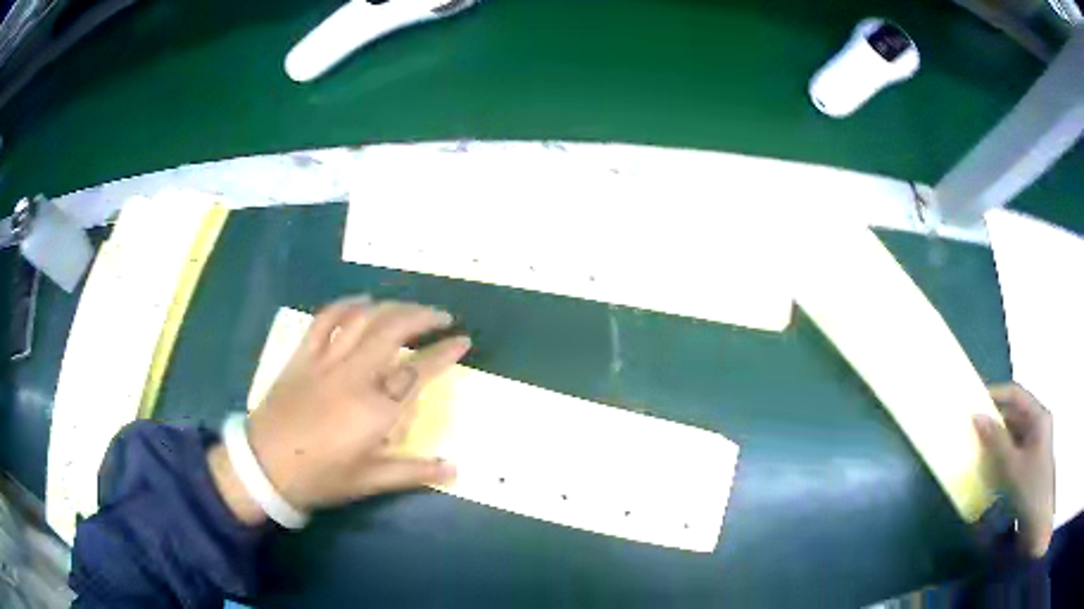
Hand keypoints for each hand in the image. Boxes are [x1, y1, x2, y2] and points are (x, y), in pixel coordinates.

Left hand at [211, 298, 469, 524]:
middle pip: (395, 329)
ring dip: (393, 307)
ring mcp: (326, 360)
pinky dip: (347, 305)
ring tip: (410, 308)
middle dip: (424, 317)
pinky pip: (326, 319)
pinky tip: (362, 302)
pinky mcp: (303, 355)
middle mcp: (355, 375)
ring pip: (365, 319)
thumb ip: (414, 472)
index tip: (463, 340)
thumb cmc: (319, 477)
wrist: (264, 466)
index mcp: (376, 409)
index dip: (446, 352)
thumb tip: (455, 470)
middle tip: (442, 317)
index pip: (420, 370)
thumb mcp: (369, 481)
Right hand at [973, 383, 1054, 557]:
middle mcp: (1038, 423)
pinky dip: (1001, 452)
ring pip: (1013, 431)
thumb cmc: (1029, 489)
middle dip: (995, 419)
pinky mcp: (1030, 460)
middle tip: (973, 427)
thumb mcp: (1011, 466)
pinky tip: (989, 464)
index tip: (974, 401)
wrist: (1037, 521)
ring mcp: (1036, 442)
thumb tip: (977, 416)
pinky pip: (1014, 447)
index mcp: (1038, 416)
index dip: (996, 394)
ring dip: (996, 437)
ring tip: (977, 446)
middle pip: (1015, 412)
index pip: (1016, 394)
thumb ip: (995, 440)